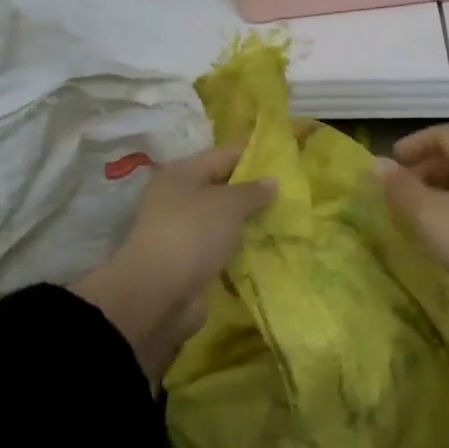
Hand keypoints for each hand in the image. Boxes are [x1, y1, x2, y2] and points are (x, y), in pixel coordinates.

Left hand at [74, 142, 275, 382]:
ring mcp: (181, 231)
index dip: (253, 153)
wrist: (157, 294)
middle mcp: (177, 197)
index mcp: (181, 173)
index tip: (284, 157)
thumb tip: (272, 181)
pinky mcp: (188, 260)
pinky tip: (266, 248)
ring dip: (248, 221)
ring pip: (222, 219)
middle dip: (253, 191)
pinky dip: (239, 247)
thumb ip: (253, 191)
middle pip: (222, 187)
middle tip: (291, 191)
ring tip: (284, 219)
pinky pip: (220, 246)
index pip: (224, 154)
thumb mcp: (228, 205)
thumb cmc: (192, 234)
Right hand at [375, 124, 448, 331]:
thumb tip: (378, 162)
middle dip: (425, 170)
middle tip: (399, 193)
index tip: (393, 162)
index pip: (447, 134)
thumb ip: (401, 188)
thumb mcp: (430, 214)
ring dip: (440, 196)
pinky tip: (447, 245)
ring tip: (417, 220)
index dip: (417, 141)